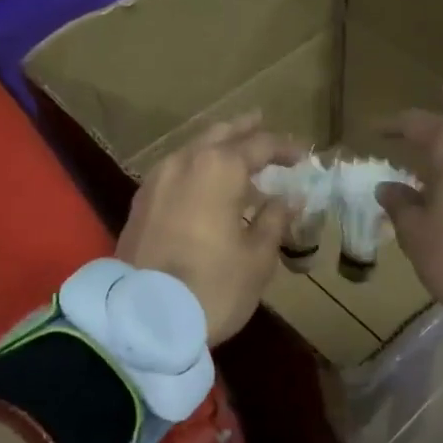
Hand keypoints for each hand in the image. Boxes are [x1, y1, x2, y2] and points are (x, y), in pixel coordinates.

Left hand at [117, 115, 299, 344]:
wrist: (143, 319)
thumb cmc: (213, 286)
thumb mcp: (257, 257)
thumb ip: (274, 220)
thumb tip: (289, 199)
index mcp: (219, 168)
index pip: (259, 145)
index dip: (284, 148)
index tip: (302, 155)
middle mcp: (184, 162)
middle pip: (219, 135)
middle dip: (244, 130)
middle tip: (262, 123)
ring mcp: (156, 181)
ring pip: (192, 150)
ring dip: (216, 147)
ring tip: (236, 152)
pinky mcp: (140, 203)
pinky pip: (175, 170)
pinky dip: (195, 168)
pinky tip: (204, 183)